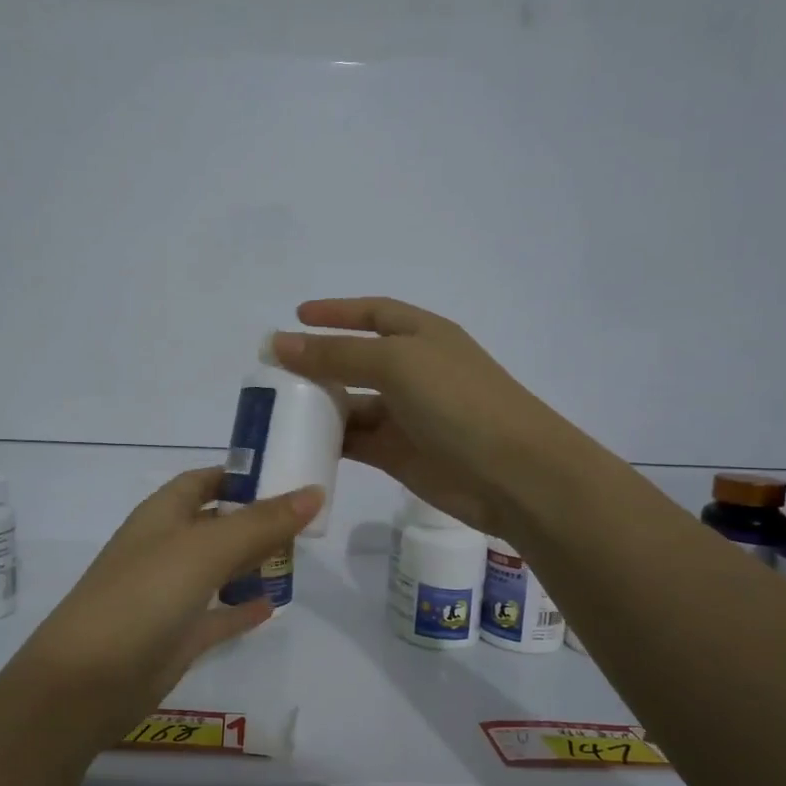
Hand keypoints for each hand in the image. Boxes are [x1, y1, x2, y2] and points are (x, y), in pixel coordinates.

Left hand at [8, 469, 322, 750]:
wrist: (87, 680)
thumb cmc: (144, 595)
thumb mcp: (206, 549)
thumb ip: (261, 522)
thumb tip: (314, 491)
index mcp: (161, 516)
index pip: (203, 481)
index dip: (239, 475)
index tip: (285, 476)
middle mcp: (164, 549)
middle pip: (216, 524)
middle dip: (255, 520)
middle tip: (306, 521)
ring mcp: (168, 594)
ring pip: (218, 569)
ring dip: (251, 563)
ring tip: (297, 558)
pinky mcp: (176, 637)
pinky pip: (217, 615)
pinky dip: (241, 609)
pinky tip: (274, 606)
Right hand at [272, 297, 565, 537]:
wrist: (512, 473)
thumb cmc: (457, 401)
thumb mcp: (396, 364)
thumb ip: (336, 354)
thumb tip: (280, 342)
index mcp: (421, 336)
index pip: (373, 313)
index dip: (336, 312)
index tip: (296, 316)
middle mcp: (414, 371)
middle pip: (356, 360)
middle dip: (318, 362)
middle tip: (273, 372)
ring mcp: (407, 415)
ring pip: (352, 404)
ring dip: (318, 405)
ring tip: (276, 410)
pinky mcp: (399, 454)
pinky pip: (356, 442)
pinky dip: (330, 442)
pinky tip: (299, 443)